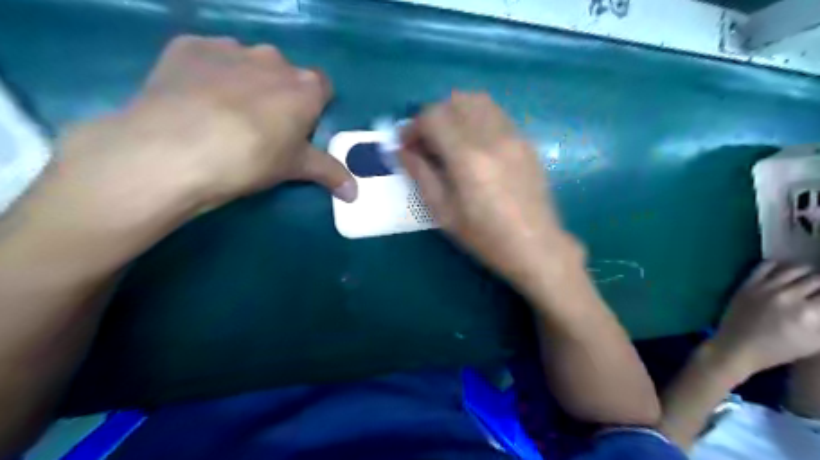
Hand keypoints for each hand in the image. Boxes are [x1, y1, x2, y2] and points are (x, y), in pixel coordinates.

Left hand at [57, 34, 352, 212]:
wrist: (176, 150)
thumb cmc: (251, 159)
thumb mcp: (295, 168)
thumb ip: (330, 173)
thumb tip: (355, 194)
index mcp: (305, 87)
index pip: (322, 87)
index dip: (313, 107)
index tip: (299, 128)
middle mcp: (273, 59)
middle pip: (284, 74)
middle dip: (279, 94)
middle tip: (261, 127)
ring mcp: (230, 48)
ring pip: (247, 63)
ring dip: (244, 81)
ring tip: (222, 114)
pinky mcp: (189, 46)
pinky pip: (209, 57)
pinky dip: (207, 73)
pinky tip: (193, 99)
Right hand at [398, 90, 574, 290]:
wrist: (535, 245)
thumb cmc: (485, 236)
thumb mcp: (444, 213)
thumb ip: (421, 175)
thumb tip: (402, 150)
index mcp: (468, 158)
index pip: (434, 116)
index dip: (414, 126)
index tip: (407, 144)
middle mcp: (492, 137)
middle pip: (455, 101)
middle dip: (433, 117)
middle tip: (426, 143)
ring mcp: (513, 135)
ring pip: (478, 100)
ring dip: (455, 113)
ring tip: (449, 139)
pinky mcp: (525, 140)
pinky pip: (496, 113)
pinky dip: (476, 118)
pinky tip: (473, 144)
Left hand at [715, 263, 819, 377]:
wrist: (737, 346)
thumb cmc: (779, 350)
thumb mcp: (815, 341)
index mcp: (809, 313)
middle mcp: (788, 296)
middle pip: (817, 279)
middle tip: (819, 290)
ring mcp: (765, 288)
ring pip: (795, 269)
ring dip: (807, 272)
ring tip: (809, 278)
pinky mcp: (747, 284)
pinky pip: (765, 265)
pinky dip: (779, 264)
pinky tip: (784, 269)